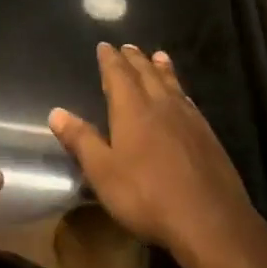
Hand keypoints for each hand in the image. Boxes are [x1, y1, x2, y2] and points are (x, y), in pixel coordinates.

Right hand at [48, 43, 252, 257]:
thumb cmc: (147, 196)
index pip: (118, 75)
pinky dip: (181, 90)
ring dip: (162, 69)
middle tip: (128, 47)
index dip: (109, 60)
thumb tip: (56, 112)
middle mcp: (161, 106)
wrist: (210, 221)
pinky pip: (189, 102)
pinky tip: (184, 97)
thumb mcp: (103, 172)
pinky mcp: (208, 137)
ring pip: (172, 85)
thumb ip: (81, 140)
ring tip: (158, 56)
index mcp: (132, 110)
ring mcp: (189, 120)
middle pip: (146, 74)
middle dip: (135, 60)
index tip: (104, 46)